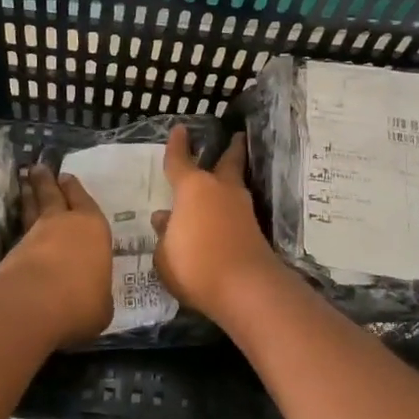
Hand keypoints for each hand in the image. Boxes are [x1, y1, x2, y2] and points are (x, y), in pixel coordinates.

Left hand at [0, 163, 114, 347]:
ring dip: (28, 195)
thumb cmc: (81, 301)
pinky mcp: (11, 253)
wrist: (33, 306)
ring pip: (32, 209)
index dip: (75, 190)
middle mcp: (63, 225)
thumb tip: (91, 298)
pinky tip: (20, 229)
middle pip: (53, 196)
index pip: (85, 203)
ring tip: (24, 183)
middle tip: (38, 168)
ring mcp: (34, 236)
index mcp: (93, 229)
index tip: (65, 176)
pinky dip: (19, 226)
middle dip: (46, 181)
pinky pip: (19, 233)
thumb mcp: (102, 305)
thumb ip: (96, 294)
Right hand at [151, 128, 291, 321]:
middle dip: (231, 149)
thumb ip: (164, 234)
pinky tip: (223, 215)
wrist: (246, 289)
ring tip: (225, 176)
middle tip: (237, 136)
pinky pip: (237, 210)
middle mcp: (220, 190)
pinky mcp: (255, 230)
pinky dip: (231, 207)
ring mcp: (241, 209)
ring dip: (231, 178)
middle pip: (227, 162)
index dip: (177, 145)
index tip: (180, 128)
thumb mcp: (165, 254)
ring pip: (235, 185)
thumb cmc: (195, 266)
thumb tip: (164, 218)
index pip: (179, 161)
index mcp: (192, 188)